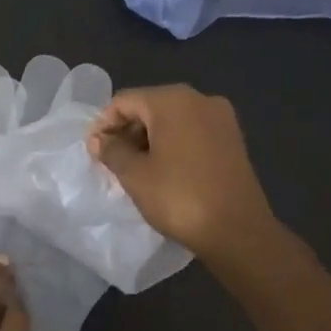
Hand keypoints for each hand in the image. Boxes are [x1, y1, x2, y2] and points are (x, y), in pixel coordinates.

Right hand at [86, 84, 282, 262]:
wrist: (238, 230)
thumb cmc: (179, 197)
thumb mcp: (134, 175)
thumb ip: (111, 150)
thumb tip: (99, 140)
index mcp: (172, 101)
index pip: (124, 101)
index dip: (103, 124)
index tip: (92, 151)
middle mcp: (200, 100)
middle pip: (149, 106)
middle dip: (126, 130)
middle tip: (109, 160)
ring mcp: (221, 119)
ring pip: (172, 120)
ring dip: (148, 138)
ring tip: (133, 167)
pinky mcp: (232, 139)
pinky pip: (192, 132)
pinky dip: (172, 144)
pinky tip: (161, 169)